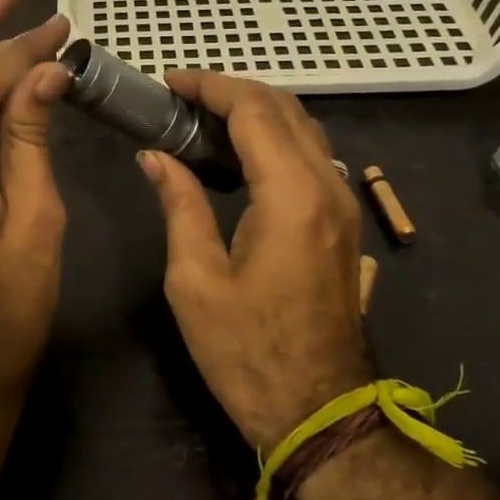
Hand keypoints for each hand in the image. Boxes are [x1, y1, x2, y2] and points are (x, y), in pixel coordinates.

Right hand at [138, 73, 373, 449]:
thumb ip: (179, 204)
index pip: (254, 109)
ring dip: (255, 111)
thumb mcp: (195, 280)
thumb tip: (155, 156)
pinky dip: (274, 137)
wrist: (320, 415)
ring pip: (303, 128)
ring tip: (202, 120)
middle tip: (180, 99)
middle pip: (284, 108)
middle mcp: (329, 187)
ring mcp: (344, 204)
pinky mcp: (343, 223)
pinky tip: (239, 155)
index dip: (209, 86)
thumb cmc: (247, 352)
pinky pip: (311, 156)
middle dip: (231, 91)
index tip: (167, 84)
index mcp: (291, 196)